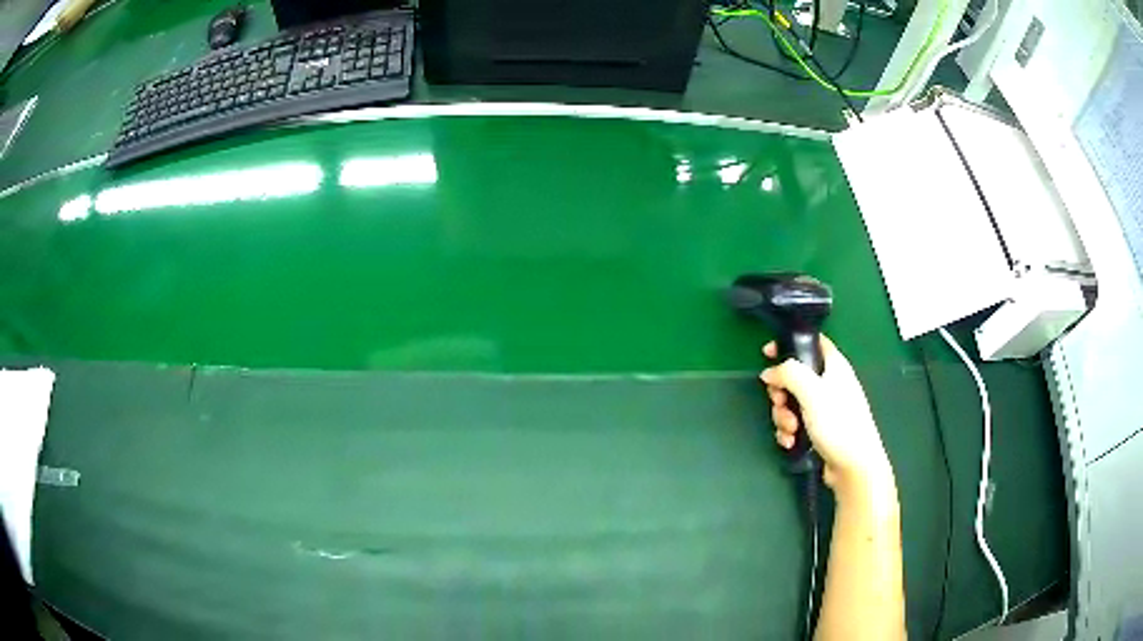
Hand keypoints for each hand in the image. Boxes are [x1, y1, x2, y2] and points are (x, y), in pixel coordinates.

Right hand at [760, 335, 893, 494]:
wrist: (853, 465)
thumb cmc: (837, 423)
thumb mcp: (811, 391)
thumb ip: (788, 374)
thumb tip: (769, 372)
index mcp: (834, 366)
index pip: (812, 342)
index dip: (790, 343)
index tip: (768, 354)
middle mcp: (830, 383)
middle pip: (795, 376)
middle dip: (781, 392)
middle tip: (780, 402)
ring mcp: (825, 407)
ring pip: (792, 402)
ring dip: (784, 416)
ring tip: (791, 430)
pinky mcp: (820, 429)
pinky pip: (796, 422)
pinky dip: (790, 431)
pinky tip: (791, 442)